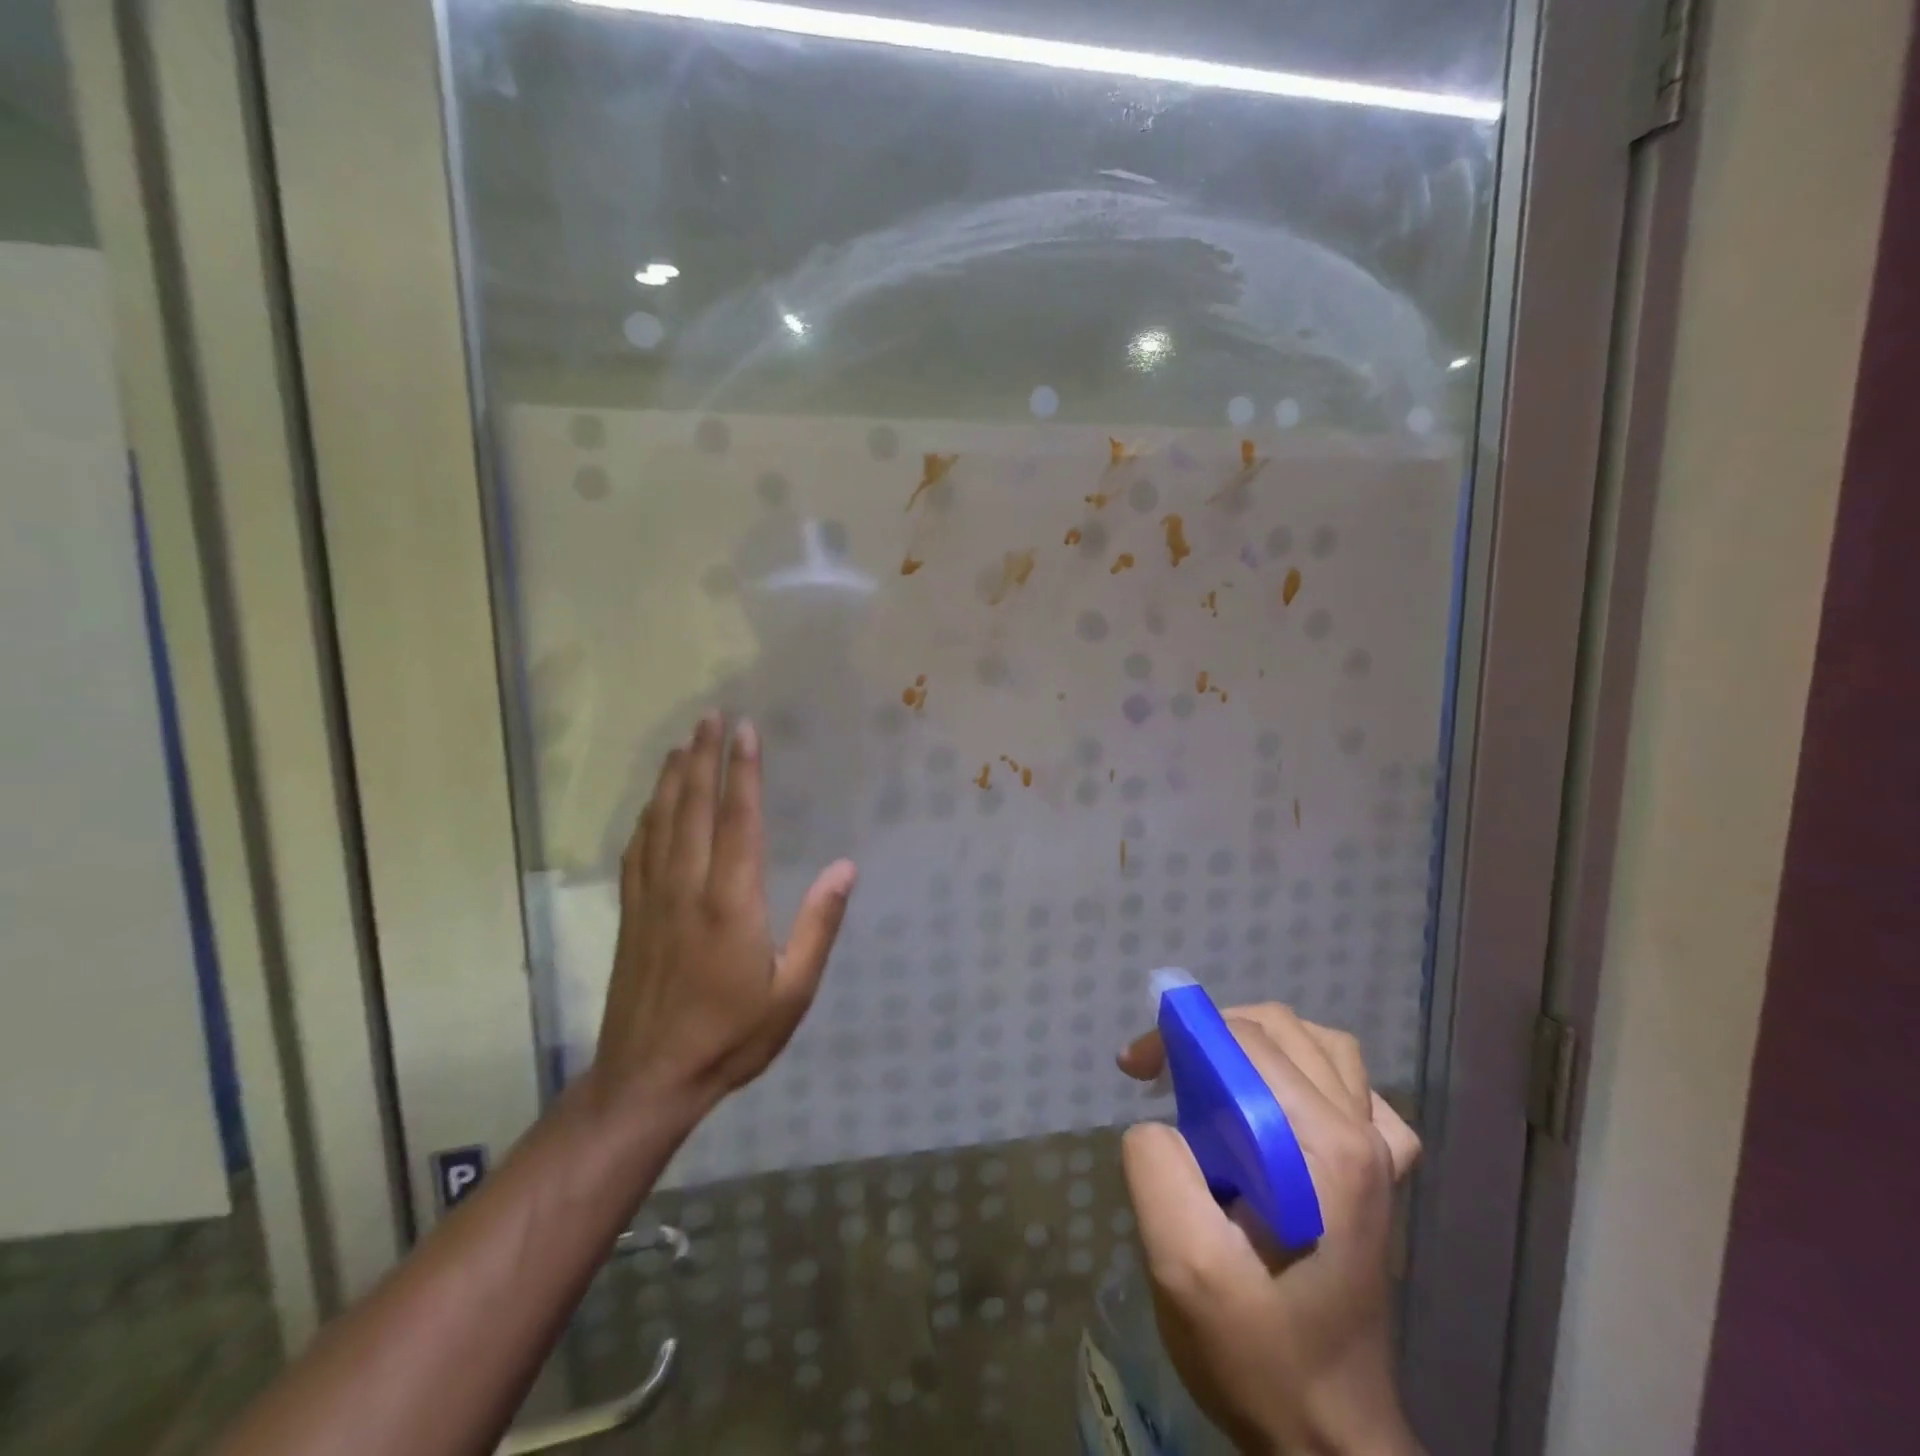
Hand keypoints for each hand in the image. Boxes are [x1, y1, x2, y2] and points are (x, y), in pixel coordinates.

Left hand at [590, 712, 855, 1122]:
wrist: (649, 1078)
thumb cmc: (731, 1036)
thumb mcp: (792, 991)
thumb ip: (819, 925)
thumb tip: (845, 867)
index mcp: (732, 902)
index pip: (738, 820)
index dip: (744, 772)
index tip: (746, 732)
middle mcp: (688, 887)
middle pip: (694, 806)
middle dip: (704, 757)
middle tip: (712, 716)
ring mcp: (652, 898)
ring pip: (661, 821)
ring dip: (673, 776)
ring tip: (683, 742)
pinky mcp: (631, 913)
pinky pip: (637, 850)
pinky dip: (646, 815)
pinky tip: (651, 801)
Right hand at [1118, 1004, 1423, 1455]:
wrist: (1329, 1438)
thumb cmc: (1256, 1352)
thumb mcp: (1182, 1263)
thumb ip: (1158, 1167)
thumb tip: (1159, 1122)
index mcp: (1324, 1145)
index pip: (1246, 1040)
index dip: (1182, 1035)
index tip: (1136, 1069)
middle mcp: (1363, 1134)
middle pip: (1282, 1030)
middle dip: (1212, 1033)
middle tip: (1165, 1073)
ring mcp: (1381, 1156)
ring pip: (1324, 1048)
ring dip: (1263, 1046)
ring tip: (1218, 1080)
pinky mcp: (1383, 1179)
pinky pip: (1358, 1093)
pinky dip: (1315, 1078)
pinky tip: (1285, 1110)